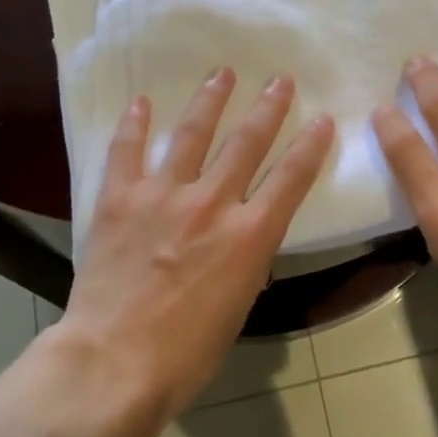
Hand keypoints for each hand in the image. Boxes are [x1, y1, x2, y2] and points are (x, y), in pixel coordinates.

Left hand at [48, 68, 333, 436]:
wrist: (114, 364)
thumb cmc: (186, 353)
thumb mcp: (237, 308)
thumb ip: (245, 263)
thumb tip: (243, 242)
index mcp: (249, 235)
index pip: (292, 178)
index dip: (311, 145)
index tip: (323, 119)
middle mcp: (213, 203)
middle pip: (247, 142)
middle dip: (269, 107)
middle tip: (280, 80)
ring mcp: (164, 195)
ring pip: (193, 132)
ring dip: (211, 99)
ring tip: (222, 73)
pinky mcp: (121, 198)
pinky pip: (128, 150)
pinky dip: (135, 124)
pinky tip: (142, 102)